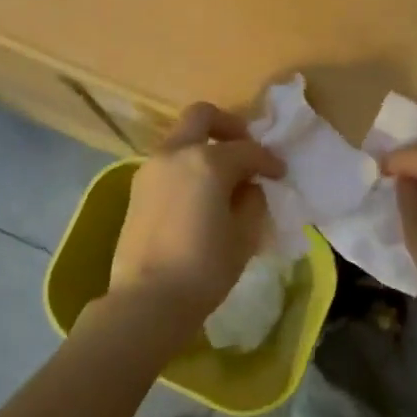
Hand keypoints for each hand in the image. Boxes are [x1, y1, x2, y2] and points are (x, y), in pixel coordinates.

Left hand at [109, 103, 285, 326]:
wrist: (147, 300)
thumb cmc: (205, 269)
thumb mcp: (244, 236)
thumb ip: (252, 202)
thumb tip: (247, 187)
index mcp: (207, 161)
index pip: (247, 150)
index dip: (269, 161)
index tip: (280, 175)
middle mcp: (175, 154)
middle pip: (202, 116)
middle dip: (228, 126)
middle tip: (246, 149)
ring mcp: (151, 168)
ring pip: (181, 139)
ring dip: (204, 147)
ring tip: (223, 178)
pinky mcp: (137, 189)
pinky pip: (168, 163)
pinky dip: (187, 166)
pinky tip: (200, 195)